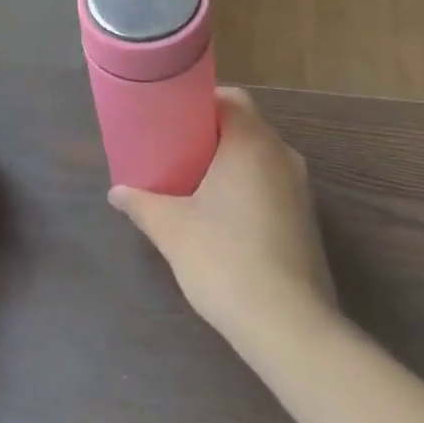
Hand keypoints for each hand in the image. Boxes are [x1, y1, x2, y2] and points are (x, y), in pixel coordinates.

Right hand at [108, 88, 335, 349]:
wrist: (288, 324)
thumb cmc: (224, 260)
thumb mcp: (171, 229)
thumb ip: (141, 203)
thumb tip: (116, 192)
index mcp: (252, 143)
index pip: (231, 98)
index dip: (200, 102)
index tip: (172, 118)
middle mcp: (283, 156)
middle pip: (247, 125)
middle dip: (212, 133)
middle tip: (175, 149)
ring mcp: (301, 189)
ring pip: (261, 157)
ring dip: (231, 162)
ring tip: (194, 181)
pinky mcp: (307, 220)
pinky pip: (273, 185)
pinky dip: (248, 187)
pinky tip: (223, 216)